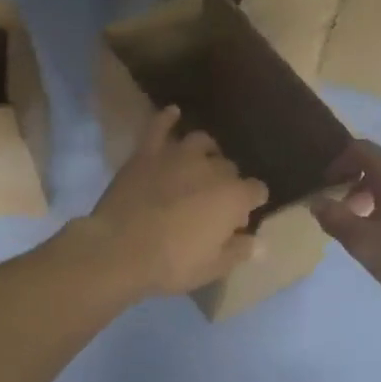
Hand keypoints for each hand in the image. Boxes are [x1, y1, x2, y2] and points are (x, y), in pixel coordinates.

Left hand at [81, 106, 268, 296]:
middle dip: (227, 182)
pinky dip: (167, 118)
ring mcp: (178, 155)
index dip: (251, 204)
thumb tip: (260, 244)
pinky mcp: (147, 152)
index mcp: (233, 197)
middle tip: (213, 203)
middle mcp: (211, 168)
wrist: (120, 250)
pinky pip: (159, 126)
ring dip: (206, 151)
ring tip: (201, 163)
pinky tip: (173, 113)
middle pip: (229, 167)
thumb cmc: (172, 264)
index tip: (240, 220)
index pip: (257, 191)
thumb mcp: (213, 268)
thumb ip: (239, 251)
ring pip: (201, 142)